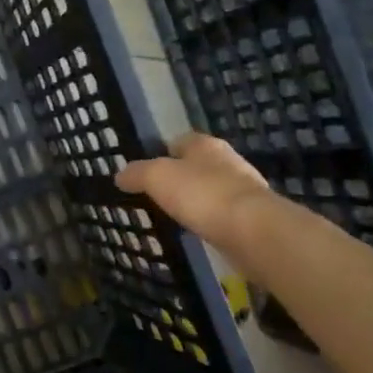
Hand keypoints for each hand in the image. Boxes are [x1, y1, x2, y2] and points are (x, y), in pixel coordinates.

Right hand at [116, 134, 272, 252]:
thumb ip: (137, 174)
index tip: (146, 171)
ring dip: (196, 200)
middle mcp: (227, 161)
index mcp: (205, 145)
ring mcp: (243, 190)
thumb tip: (120, 175)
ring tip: (173, 215)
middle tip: (156, 194)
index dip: (162, 152)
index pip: (180, 141)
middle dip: (180, 177)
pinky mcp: (251, 217)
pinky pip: (222, 214)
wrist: (252, 230)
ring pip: (211, 190)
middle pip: (197, 165)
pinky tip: (196, 231)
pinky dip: (209, 221)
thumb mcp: (157, 177)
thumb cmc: (201, 193)